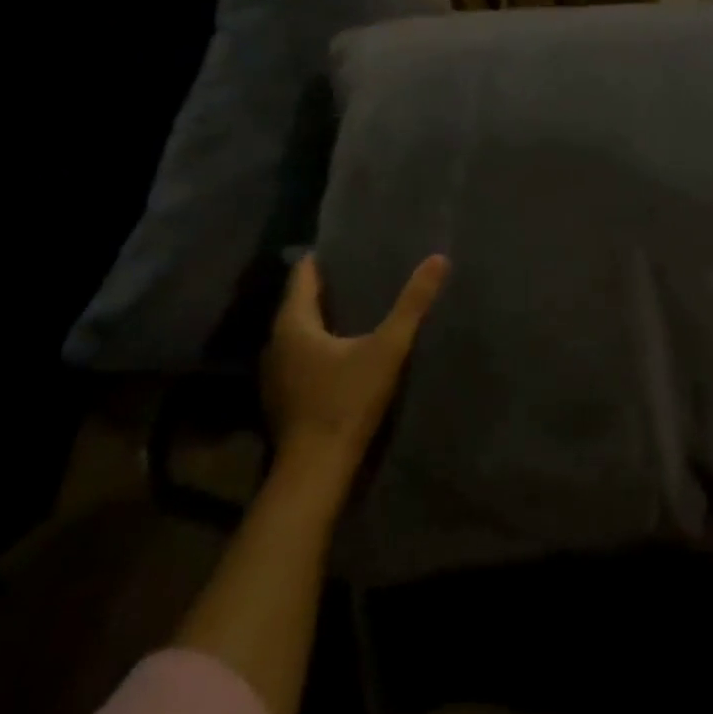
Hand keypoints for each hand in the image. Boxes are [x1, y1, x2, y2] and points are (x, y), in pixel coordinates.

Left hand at [262, 252, 448, 466]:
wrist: (316, 468)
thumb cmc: (347, 400)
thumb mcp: (388, 348)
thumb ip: (412, 304)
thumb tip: (437, 259)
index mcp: (293, 324)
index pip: (303, 276)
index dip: (323, 258)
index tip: (347, 245)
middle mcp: (275, 343)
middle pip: (299, 304)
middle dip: (326, 287)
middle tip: (360, 271)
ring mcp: (275, 374)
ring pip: (298, 333)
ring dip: (321, 320)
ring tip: (355, 306)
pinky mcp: (283, 397)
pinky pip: (300, 357)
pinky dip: (318, 346)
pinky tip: (343, 350)